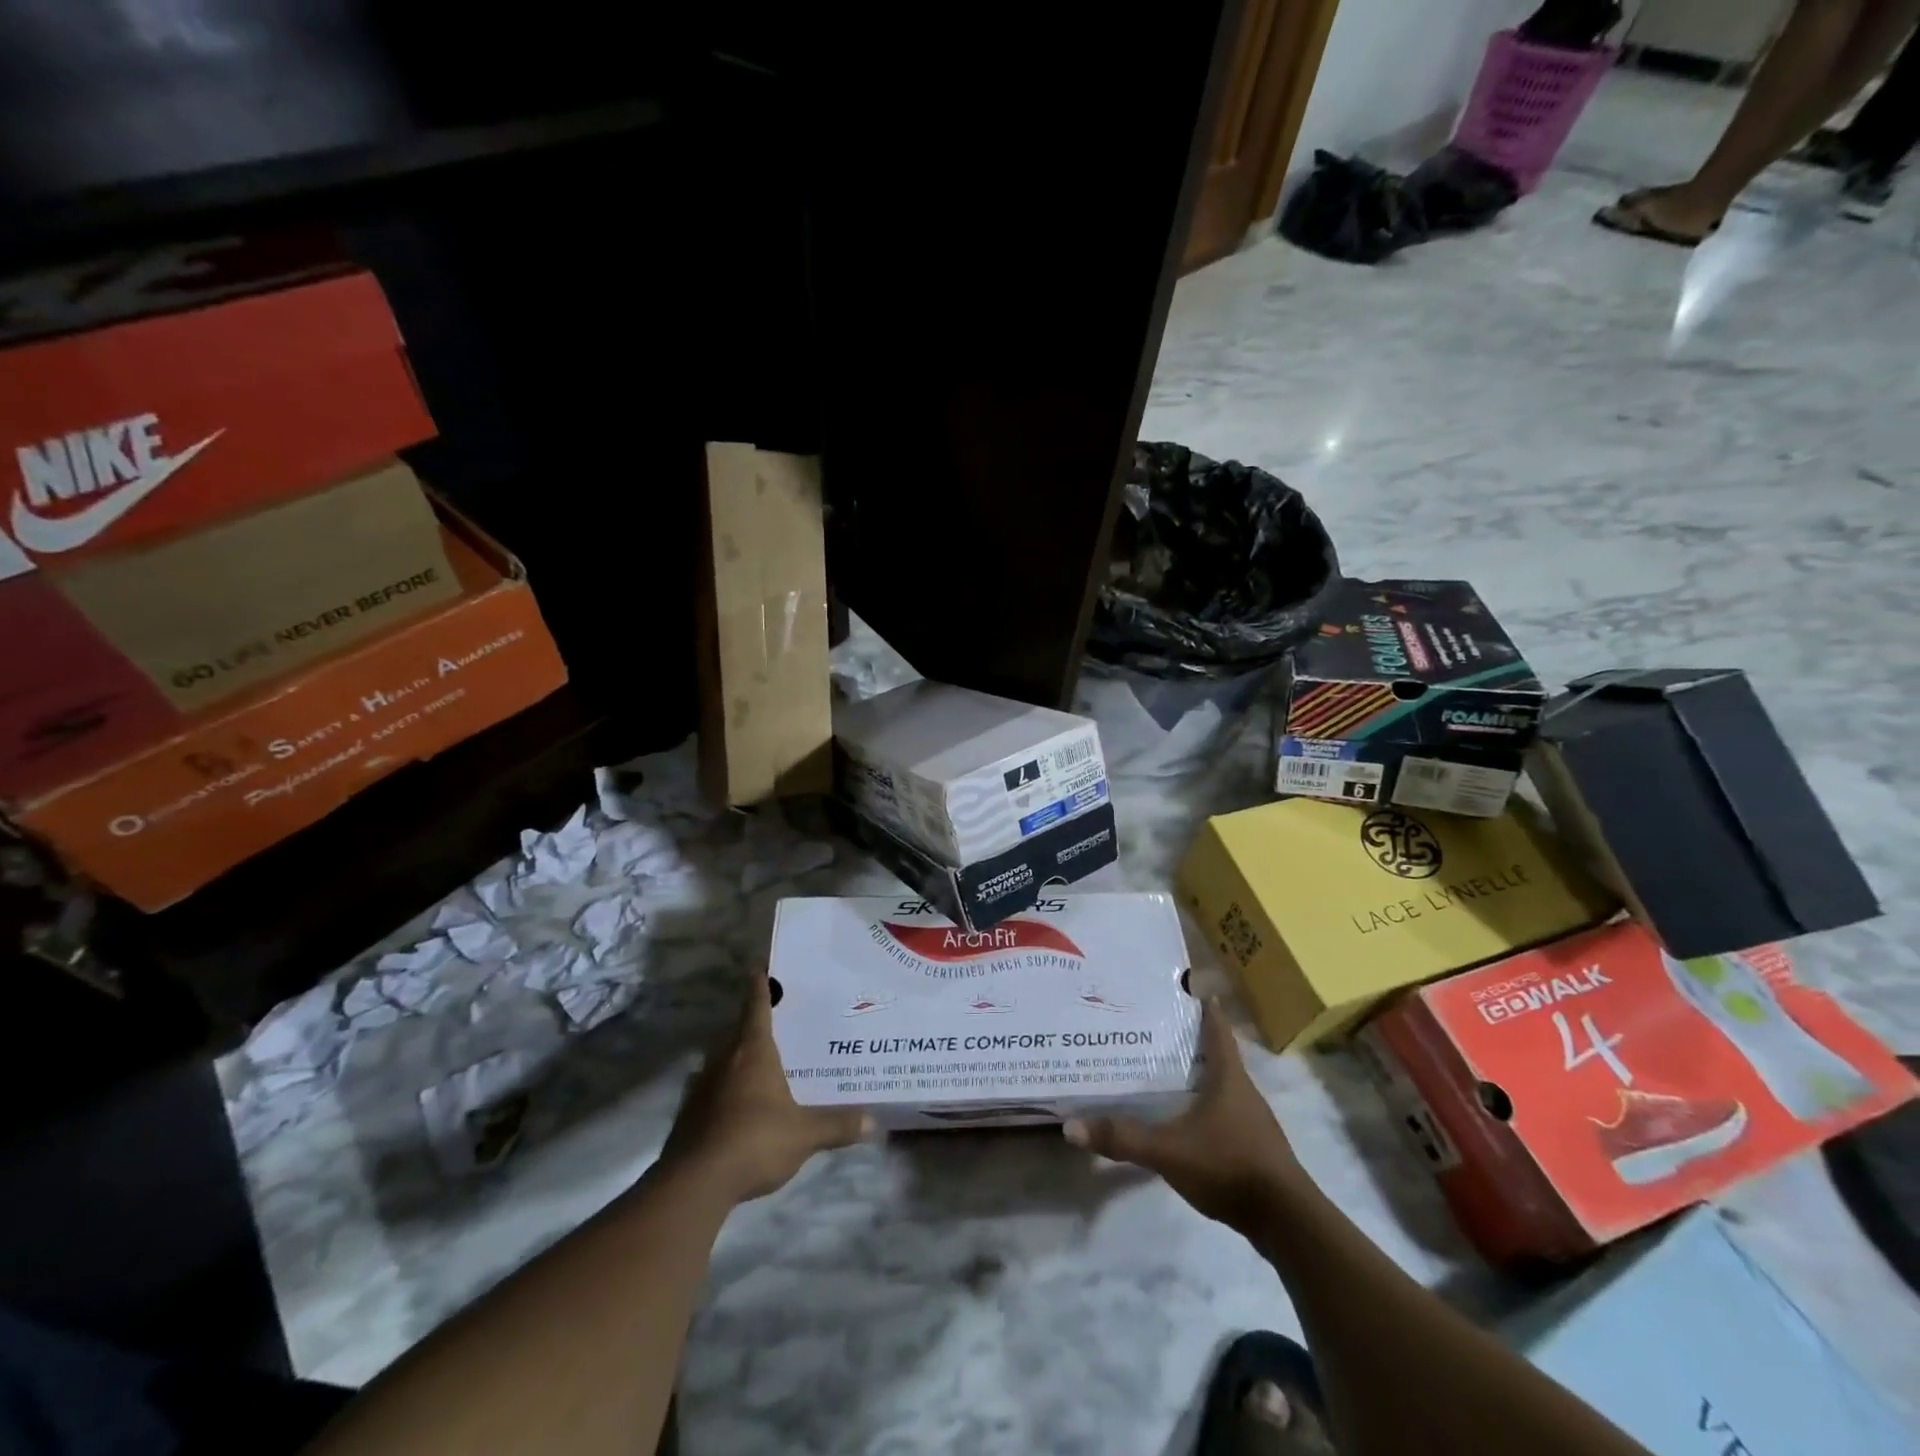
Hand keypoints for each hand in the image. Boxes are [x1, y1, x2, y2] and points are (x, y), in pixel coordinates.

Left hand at [661, 973, 872, 1204]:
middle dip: (755, 1023)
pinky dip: (726, 1089)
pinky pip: (713, 1089)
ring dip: (739, 1057)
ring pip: (724, 1060)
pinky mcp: (689, 1114)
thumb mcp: (804, 1134)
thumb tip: (874, 1121)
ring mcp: (702, 1086)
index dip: (759, 985)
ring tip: (762, 1063)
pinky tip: (740, 1106)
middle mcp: (725, 1059)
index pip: (756, 1006)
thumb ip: (837, 1125)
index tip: (760, 967)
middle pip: (739, 1031)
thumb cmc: (754, 1140)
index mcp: (753, 1051)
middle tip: (778, 1020)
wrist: (694, 1183)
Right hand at [1063, 999, 1305, 1230]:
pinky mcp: (1256, 1149)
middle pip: (1218, 1056)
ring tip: (1167, 1072)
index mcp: (1229, 1078)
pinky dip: (1206, 1108)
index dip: (1205, 1008)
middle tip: (1158, 1029)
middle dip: (1192, 1041)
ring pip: (1223, 1087)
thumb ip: (1123, 1137)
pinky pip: (1226, 1115)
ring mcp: (1254, 1122)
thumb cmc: (1229, 1167)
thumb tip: (1071, 1126)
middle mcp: (1244, 1092)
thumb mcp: (1168, 1150)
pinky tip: (1187, 1120)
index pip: (1217, 1030)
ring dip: (1199, 1076)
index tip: (1188, 988)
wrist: (1286, 1222)